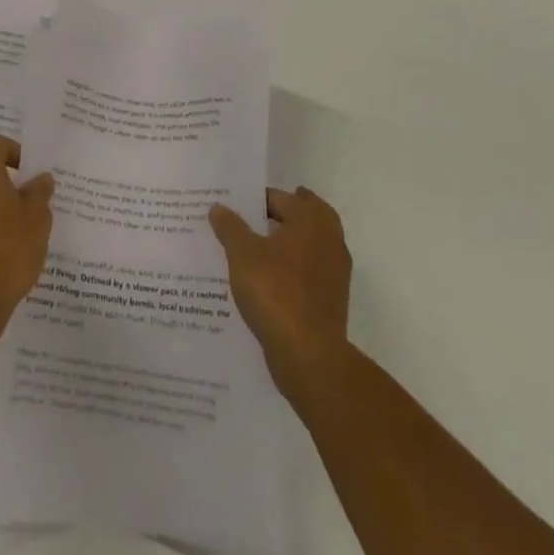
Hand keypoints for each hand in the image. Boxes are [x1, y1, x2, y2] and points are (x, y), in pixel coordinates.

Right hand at [209, 186, 352, 403]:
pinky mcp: (333, 299)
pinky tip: (272, 277)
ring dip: (292, 240)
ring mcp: (335, 272)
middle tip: (257, 213)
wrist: (310, 357)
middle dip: (285, 212)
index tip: (236, 204)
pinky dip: (296, 266)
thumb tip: (218, 206)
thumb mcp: (242, 254)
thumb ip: (230, 227)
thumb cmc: (276, 293)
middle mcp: (329, 240)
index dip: (257, 199)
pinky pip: (312, 270)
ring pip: (312, 243)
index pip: (282, 198)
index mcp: (310, 220)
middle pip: (308, 214)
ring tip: (261, 245)